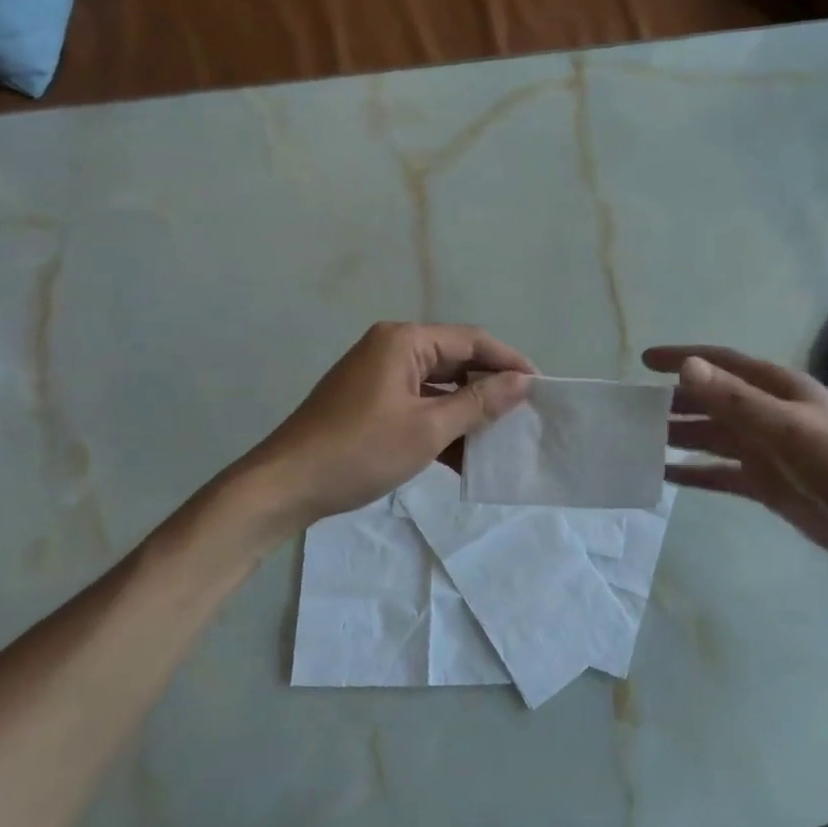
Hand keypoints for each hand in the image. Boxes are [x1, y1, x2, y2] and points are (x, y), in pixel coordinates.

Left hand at [241, 322, 534, 529]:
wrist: (286, 486)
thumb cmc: (360, 451)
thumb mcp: (428, 429)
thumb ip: (478, 402)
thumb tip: (522, 381)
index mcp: (405, 341)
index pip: (472, 341)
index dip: (509, 362)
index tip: (541, 388)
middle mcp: (392, 349)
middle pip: (455, 361)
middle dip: (489, 389)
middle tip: (525, 416)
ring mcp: (379, 377)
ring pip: (438, 388)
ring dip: (467, 413)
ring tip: (502, 440)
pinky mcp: (371, 404)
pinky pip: (418, 406)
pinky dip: (441, 426)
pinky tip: (465, 457)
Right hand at [642, 344, 827, 582]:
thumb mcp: (788, 429)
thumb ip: (735, 401)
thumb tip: (686, 368)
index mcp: (778, 389)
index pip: (721, 364)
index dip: (683, 358)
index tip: (644, 361)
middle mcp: (768, 414)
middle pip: (711, 401)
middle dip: (674, 402)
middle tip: (631, 410)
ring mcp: (767, 451)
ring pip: (712, 438)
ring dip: (679, 437)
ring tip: (639, 442)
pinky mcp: (767, 485)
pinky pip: (720, 473)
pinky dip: (695, 473)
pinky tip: (667, 476)